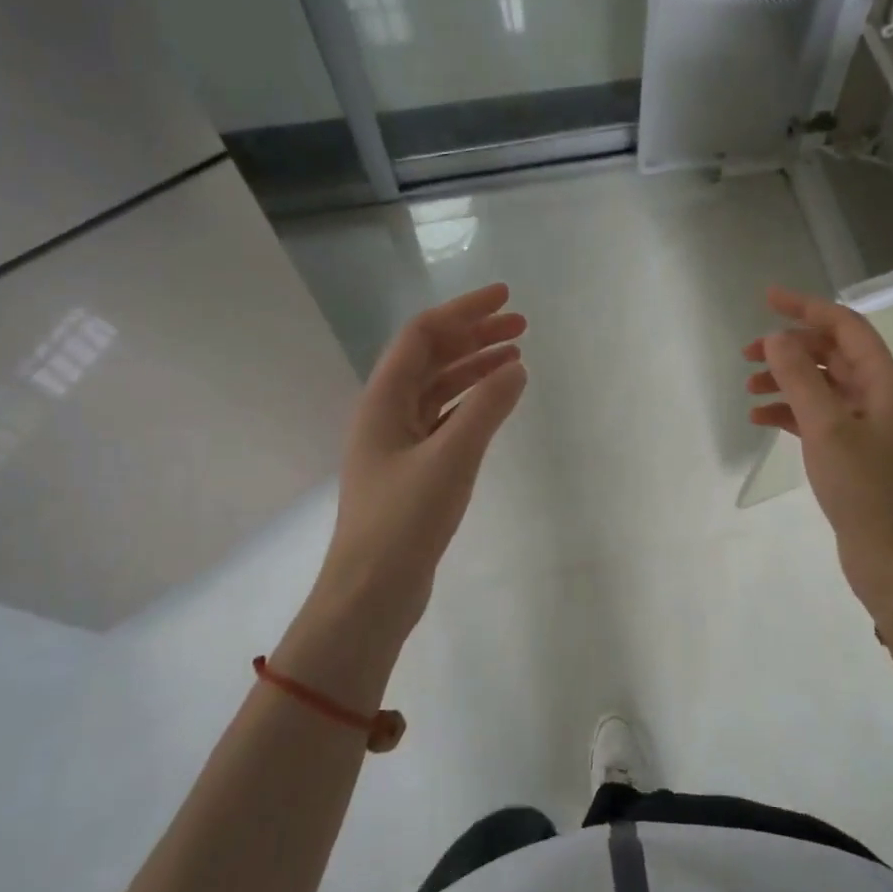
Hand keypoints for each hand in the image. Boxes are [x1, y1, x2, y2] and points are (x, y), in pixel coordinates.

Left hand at [318, 284, 527, 628]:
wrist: (371, 593)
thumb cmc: (405, 521)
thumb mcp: (451, 458)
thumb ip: (486, 408)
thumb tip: (516, 367)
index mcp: (384, 400)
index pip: (423, 335)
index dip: (464, 311)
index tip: (505, 298)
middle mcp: (386, 413)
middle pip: (431, 357)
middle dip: (474, 335)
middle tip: (521, 326)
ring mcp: (398, 442)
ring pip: (439, 388)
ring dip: (475, 368)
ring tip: (517, 357)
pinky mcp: (412, 469)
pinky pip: (445, 419)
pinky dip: (472, 404)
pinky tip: (497, 404)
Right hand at [744, 287, 892, 607]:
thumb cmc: (865, 488)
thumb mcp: (827, 427)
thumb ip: (799, 378)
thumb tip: (776, 337)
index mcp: (884, 382)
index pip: (845, 327)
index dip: (807, 308)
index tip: (767, 298)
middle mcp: (879, 396)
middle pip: (831, 355)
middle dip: (789, 348)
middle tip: (746, 354)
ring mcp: (867, 426)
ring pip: (821, 386)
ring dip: (786, 381)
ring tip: (748, 388)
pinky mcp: (853, 452)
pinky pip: (817, 417)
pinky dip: (790, 412)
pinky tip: (761, 418)